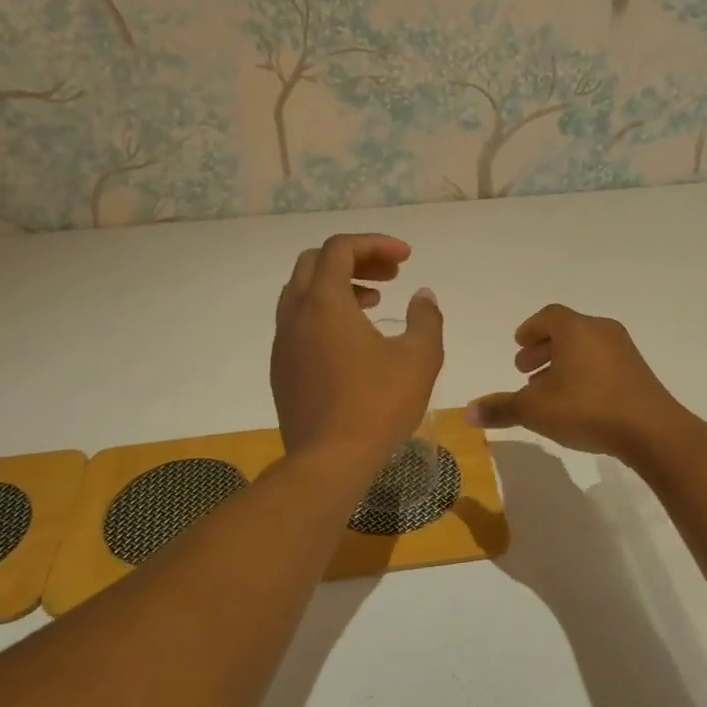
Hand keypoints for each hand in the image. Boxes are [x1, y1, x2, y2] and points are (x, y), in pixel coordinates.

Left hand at [272, 234, 443, 470]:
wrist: (328, 462)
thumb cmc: (378, 405)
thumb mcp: (419, 358)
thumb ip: (426, 318)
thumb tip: (423, 296)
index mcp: (324, 302)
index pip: (341, 248)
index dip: (375, 244)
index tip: (407, 259)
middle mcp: (295, 314)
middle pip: (316, 263)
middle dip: (355, 260)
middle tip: (391, 275)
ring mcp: (282, 343)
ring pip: (303, 292)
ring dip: (338, 286)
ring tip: (375, 303)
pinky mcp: (281, 369)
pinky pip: (298, 322)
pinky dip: (324, 314)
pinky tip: (353, 342)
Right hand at [466, 304, 685, 460]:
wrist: (651, 430)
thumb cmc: (587, 409)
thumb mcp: (535, 410)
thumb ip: (501, 408)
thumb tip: (467, 412)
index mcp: (575, 329)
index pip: (548, 316)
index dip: (530, 329)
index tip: (518, 345)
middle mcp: (601, 331)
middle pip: (567, 331)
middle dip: (543, 348)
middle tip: (525, 370)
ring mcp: (624, 351)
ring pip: (585, 347)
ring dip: (563, 363)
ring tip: (547, 390)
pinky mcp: (638, 372)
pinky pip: (602, 362)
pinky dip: (583, 372)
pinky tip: (576, 401)